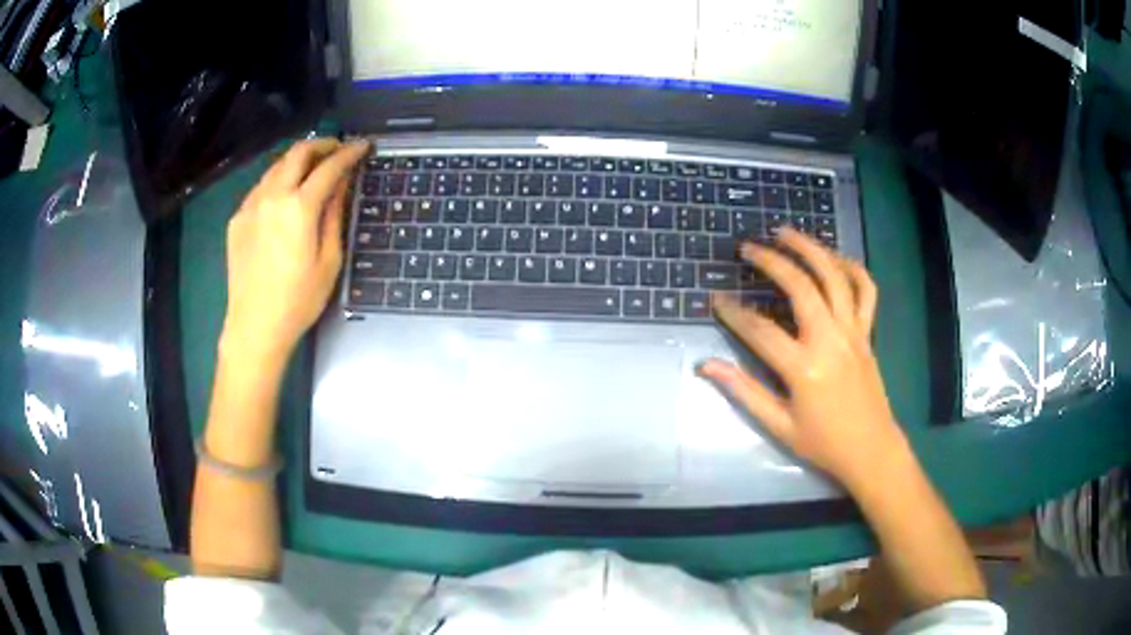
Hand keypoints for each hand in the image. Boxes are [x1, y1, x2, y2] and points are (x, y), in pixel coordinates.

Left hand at [222, 138, 369, 358]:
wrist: (254, 327)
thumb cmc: (298, 300)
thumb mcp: (329, 260)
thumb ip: (334, 215)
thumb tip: (341, 184)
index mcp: (299, 208)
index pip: (329, 167)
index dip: (349, 153)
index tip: (363, 146)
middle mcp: (272, 197)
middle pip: (298, 153)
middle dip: (322, 144)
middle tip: (337, 149)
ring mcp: (250, 206)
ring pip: (276, 166)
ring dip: (298, 160)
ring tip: (313, 167)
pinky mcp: (237, 219)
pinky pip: (261, 186)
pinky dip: (278, 179)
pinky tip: (285, 194)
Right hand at [700, 229, 905, 490]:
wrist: (871, 450)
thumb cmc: (823, 443)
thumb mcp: (779, 426)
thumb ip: (744, 391)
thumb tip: (706, 367)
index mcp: (804, 369)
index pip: (760, 330)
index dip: (733, 313)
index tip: (715, 298)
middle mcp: (830, 341)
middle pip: (801, 287)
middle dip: (773, 261)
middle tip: (749, 247)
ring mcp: (853, 333)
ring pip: (835, 278)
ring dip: (811, 249)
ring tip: (786, 232)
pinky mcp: (867, 333)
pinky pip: (866, 291)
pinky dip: (852, 268)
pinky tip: (834, 258)